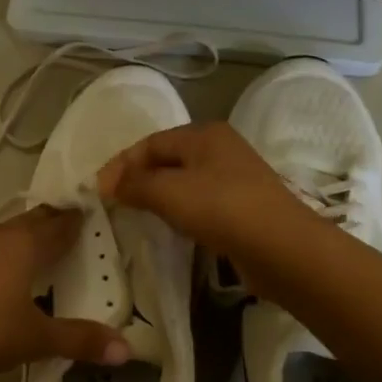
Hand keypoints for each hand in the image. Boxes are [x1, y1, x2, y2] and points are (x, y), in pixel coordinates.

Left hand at [0, 208, 130, 381]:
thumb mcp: (37, 340)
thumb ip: (81, 341)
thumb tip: (127, 350)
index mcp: (23, 247)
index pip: (58, 227)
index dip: (74, 221)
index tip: (85, 214)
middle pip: (26, 222)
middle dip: (45, 224)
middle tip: (59, 227)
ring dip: (7, 241)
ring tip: (17, 255)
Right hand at [99, 121, 317, 267]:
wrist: (282, 248)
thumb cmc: (222, 208)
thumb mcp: (169, 192)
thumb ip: (134, 184)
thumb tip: (106, 183)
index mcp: (204, 134)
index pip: (150, 143)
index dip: (121, 164)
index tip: (99, 190)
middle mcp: (220, 149)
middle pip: (167, 159)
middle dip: (138, 178)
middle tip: (114, 202)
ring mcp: (234, 177)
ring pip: (183, 181)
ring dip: (158, 195)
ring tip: (136, 214)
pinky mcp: (242, 206)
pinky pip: (200, 201)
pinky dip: (179, 210)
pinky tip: (171, 226)